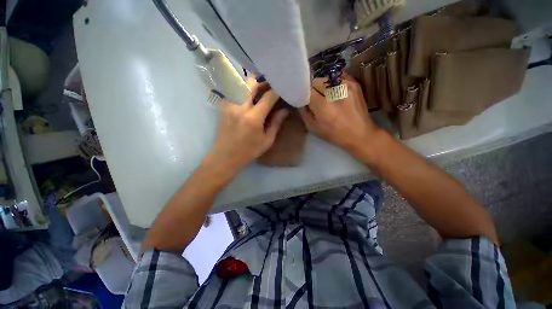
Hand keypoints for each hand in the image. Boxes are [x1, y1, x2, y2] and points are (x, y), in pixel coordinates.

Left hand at [203, 78, 288, 175]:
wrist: (225, 156)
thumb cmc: (248, 151)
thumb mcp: (267, 141)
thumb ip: (276, 123)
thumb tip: (285, 110)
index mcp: (253, 118)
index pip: (268, 96)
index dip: (277, 90)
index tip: (282, 88)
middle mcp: (240, 107)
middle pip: (251, 83)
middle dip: (262, 82)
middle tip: (269, 86)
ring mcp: (229, 105)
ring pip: (241, 84)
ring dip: (251, 85)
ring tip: (259, 91)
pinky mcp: (223, 107)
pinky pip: (233, 91)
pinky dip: (241, 91)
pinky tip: (246, 98)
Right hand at [299, 72, 377, 151]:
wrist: (360, 134)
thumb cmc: (335, 134)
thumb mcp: (314, 128)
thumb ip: (304, 113)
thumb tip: (300, 102)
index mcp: (323, 105)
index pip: (307, 89)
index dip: (304, 93)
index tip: (304, 99)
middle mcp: (334, 91)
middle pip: (316, 81)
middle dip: (313, 89)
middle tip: (315, 100)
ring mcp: (346, 85)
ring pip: (326, 78)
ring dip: (323, 86)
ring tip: (326, 96)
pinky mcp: (355, 83)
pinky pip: (338, 76)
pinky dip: (333, 83)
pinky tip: (335, 92)